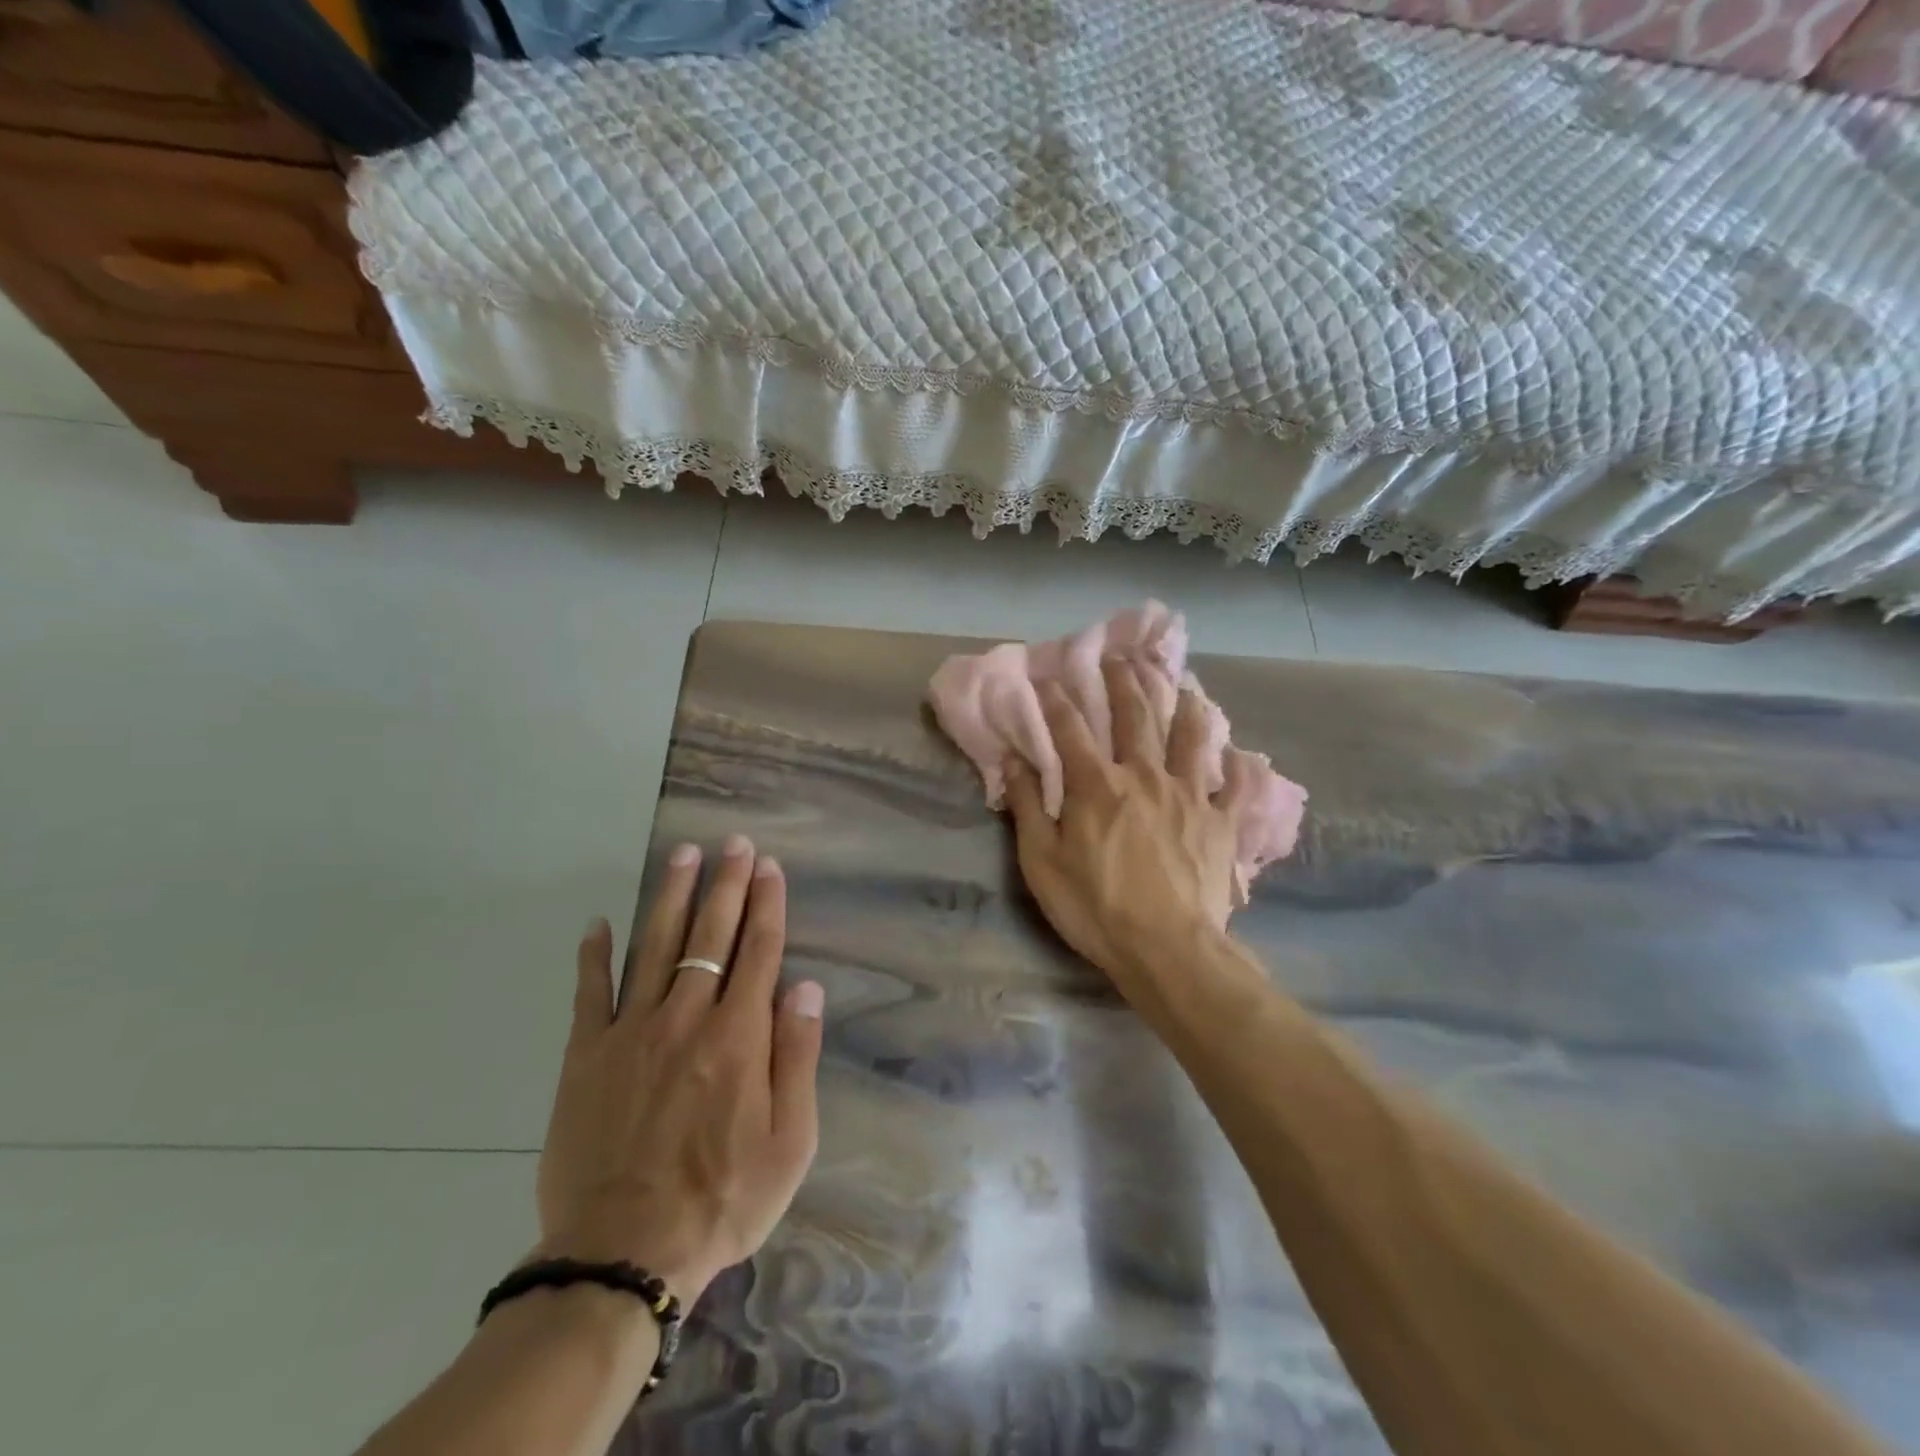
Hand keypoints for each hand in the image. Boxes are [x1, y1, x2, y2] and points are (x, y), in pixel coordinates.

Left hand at [534, 836, 823, 1305]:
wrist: (623, 1255)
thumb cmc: (722, 1199)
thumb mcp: (790, 1142)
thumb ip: (797, 1057)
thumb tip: (806, 986)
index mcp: (739, 1036)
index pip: (760, 951)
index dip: (767, 904)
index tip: (769, 866)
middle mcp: (687, 1018)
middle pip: (711, 935)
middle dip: (727, 884)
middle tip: (733, 843)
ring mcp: (631, 1032)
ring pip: (656, 947)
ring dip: (672, 896)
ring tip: (683, 855)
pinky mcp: (586, 1056)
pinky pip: (590, 994)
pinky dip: (594, 956)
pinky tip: (598, 923)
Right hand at [1004, 660, 1243, 988]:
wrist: (1167, 949)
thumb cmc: (1095, 907)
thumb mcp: (1042, 862)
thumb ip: (1028, 806)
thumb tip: (1013, 760)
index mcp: (1097, 785)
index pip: (1071, 728)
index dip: (1057, 699)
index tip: (1048, 676)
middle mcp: (1144, 776)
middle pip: (1135, 716)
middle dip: (1124, 681)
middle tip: (1120, 656)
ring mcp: (1188, 795)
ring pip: (1188, 737)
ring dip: (1183, 705)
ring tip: (1181, 684)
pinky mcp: (1220, 821)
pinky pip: (1235, 785)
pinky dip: (1237, 767)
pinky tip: (1240, 754)